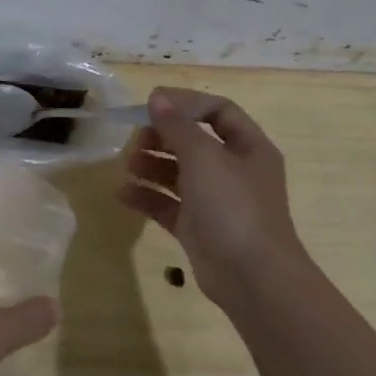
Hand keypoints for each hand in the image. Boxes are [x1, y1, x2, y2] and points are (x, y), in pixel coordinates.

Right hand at [119, 87, 309, 314]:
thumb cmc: (233, 206)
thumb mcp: (203, 157)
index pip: (219, 111)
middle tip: (135, 139)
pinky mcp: (198, 228)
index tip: (152, 104)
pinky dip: (147, 197)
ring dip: (151, 165)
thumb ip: (177, 126)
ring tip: (127, 165)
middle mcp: (234, 171)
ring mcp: (216, 201)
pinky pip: (168, 204)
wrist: (252, 278)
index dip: (186, 103)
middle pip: (194, 142)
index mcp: (248, 148)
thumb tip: (157, 98)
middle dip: (162, 137)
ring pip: (179, 173)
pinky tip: (123, 194)